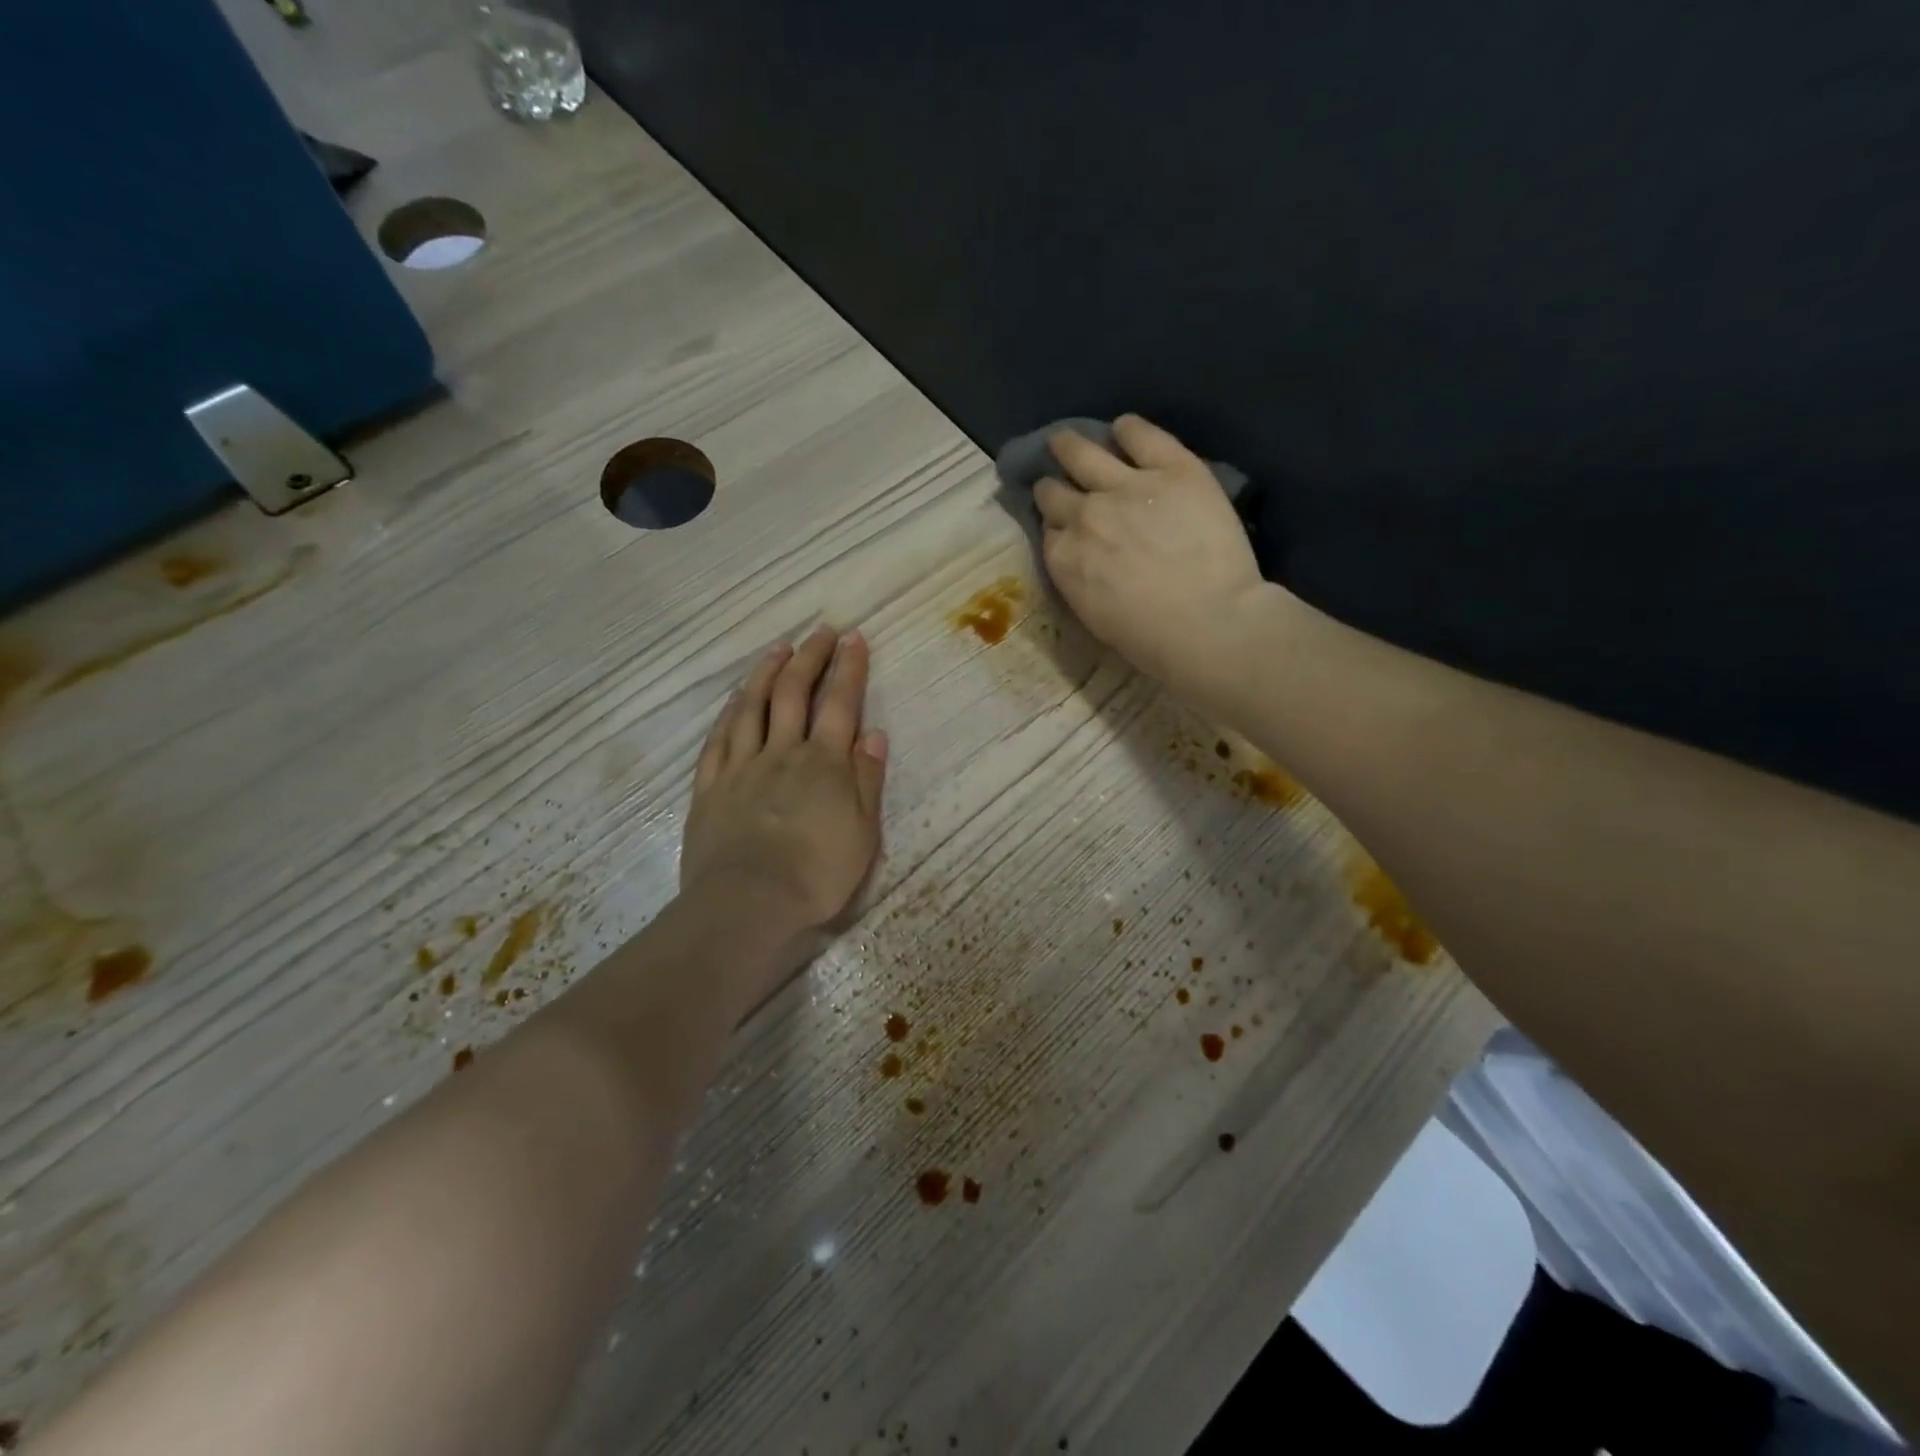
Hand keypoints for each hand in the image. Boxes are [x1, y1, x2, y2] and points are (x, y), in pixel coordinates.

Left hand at [680, 627, 887, 935]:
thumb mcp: (863, 833)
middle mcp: (782, 753)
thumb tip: (874, 735)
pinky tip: (735, 699)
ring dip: (766, 672)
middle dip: (809, 657)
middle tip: (820, 632)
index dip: (848, 668)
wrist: (749, 904)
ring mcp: (741, 767)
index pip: (840, 704)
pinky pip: (719, 739)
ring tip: (778, 649)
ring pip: (752, 707)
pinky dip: (730, 712)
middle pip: (793, 693)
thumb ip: (867, 781)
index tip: (854, 638)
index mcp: (824, 764)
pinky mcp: (710, 787)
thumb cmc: (817, 875)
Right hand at [1034, 415, 1277, 696]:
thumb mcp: (1094, 615)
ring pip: (1083, 453)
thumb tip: (1079, 556)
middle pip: (1054, 490)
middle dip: (1052, 485)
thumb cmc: (1150, 639)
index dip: (1056, 524)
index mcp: (1063, 557)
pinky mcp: (1171, 468)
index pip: (1049, 529)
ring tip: (1066, 440)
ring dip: (1070, 445)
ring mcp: (1125, 486)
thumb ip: (1079, 577)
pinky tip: (1124, 428)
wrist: (1208, 624)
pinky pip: (1141, 435)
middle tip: (1056, 480)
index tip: (1062, 524)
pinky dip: (1128, 429)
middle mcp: (1084, 514)